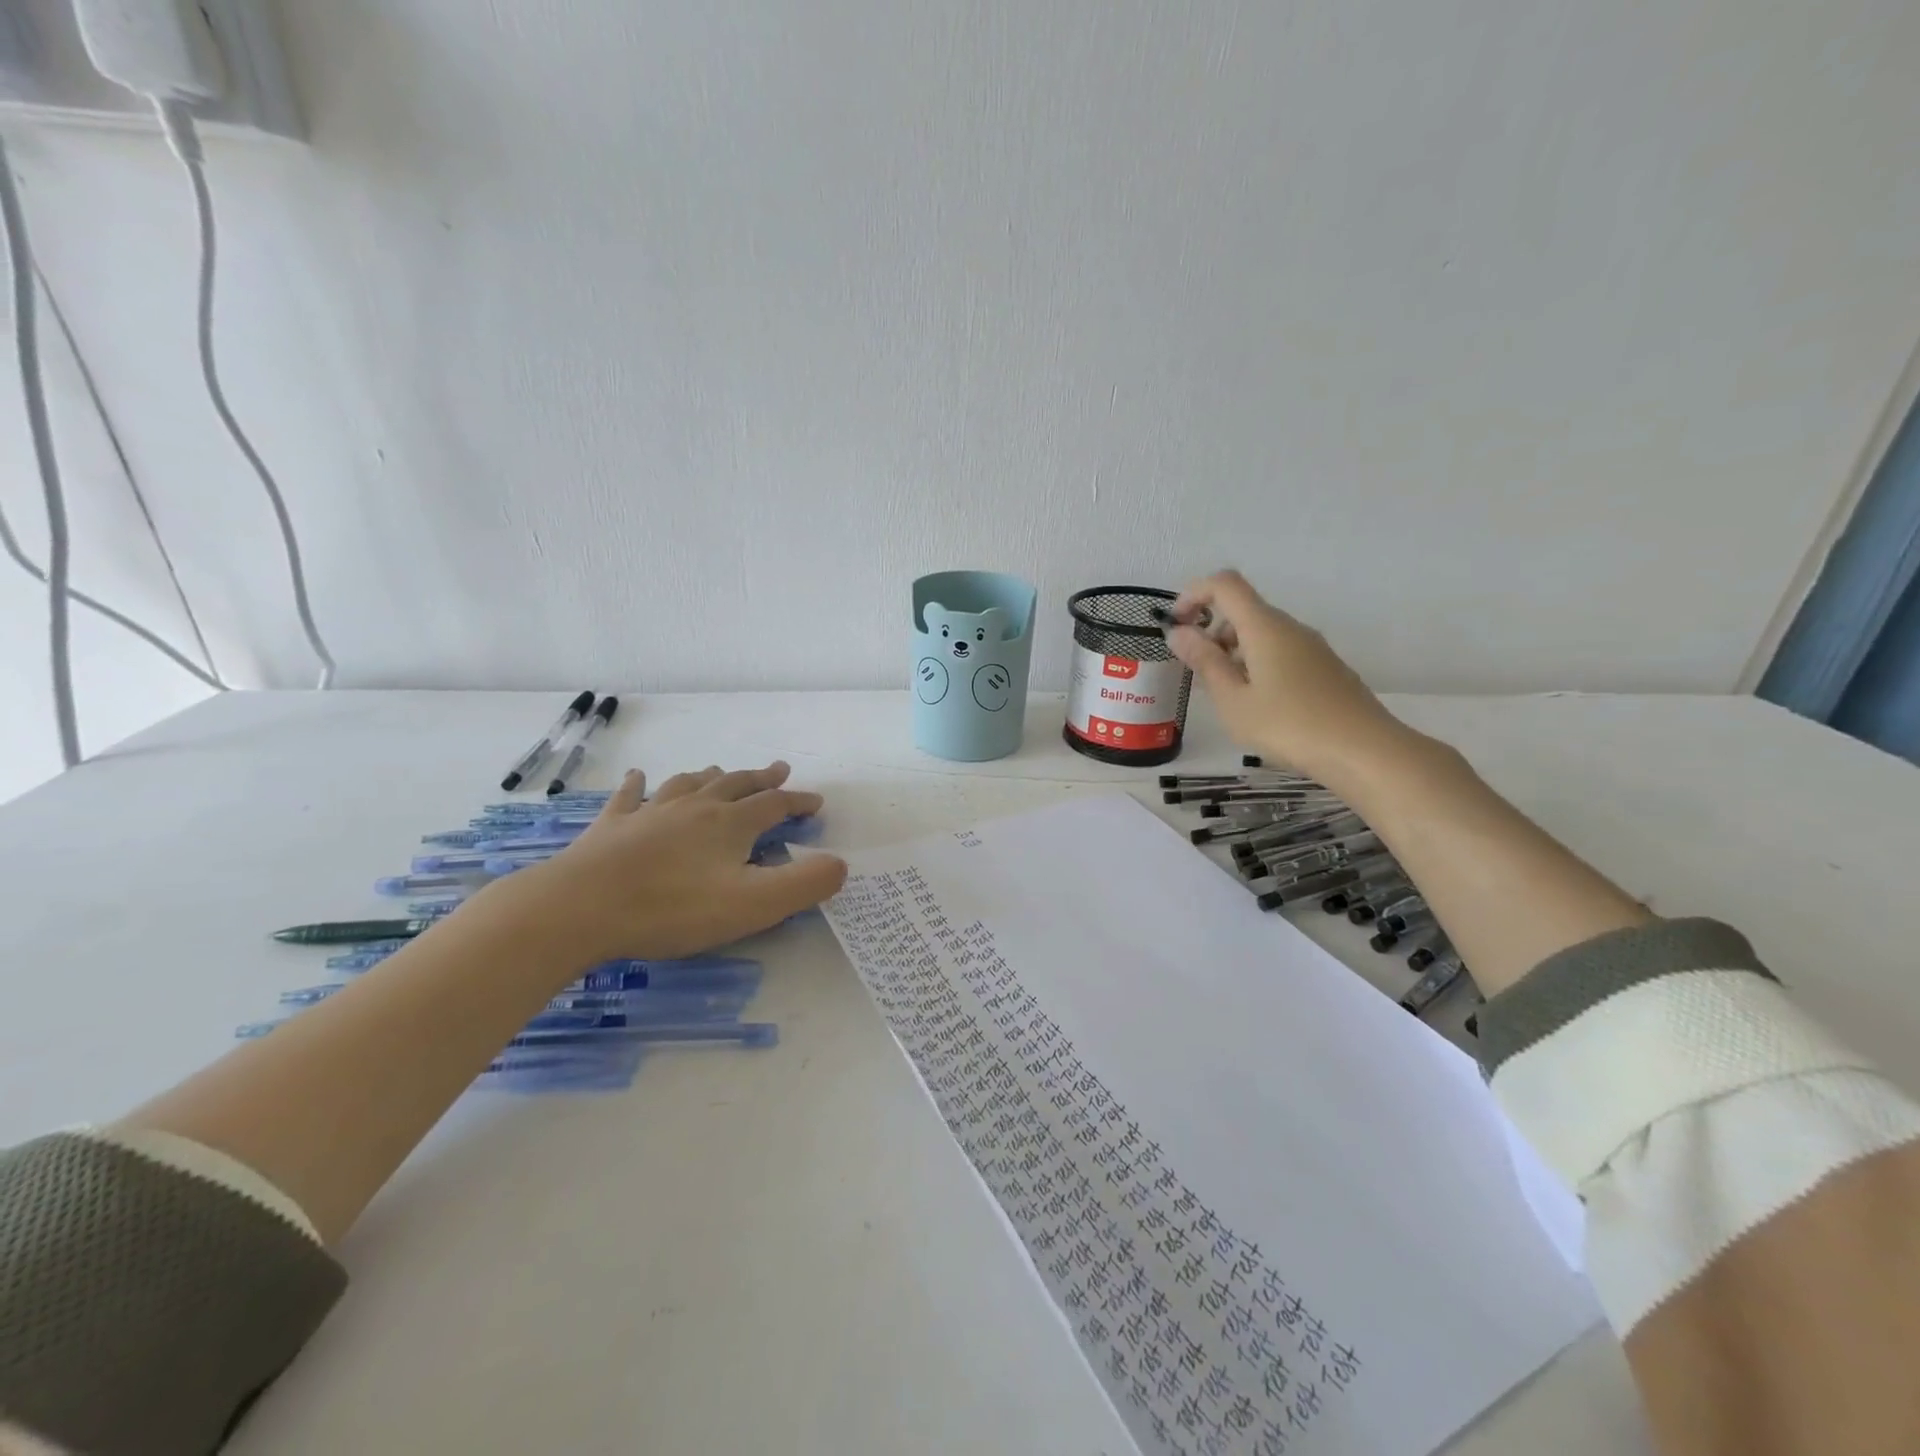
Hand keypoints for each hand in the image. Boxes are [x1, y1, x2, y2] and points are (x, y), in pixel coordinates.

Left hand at [475, 761, 847, 964]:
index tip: (816, 802)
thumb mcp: (754, 904)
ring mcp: (650, 813)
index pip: (775, 805)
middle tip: (779, 769)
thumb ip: (804, 884)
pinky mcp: (612, 827)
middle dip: (762, 778)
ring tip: (721, 771)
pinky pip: (630, 797)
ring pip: (689, 784)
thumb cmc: (673, 908)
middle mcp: (695, 808)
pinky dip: (638, 785)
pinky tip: (638, 777)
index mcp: (730, 825)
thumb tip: (840, 864)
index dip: (798, 802)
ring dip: (711, 776)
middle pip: (736, 785)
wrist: (580, 907)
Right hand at [1165, 569, 1409, 781]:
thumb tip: (1179, 632)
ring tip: (1224, 697)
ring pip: (1261, 634)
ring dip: (1232, 652)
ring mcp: (1312, 647)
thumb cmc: (1289, 726)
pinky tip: (1256, 705)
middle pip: (1243, 610)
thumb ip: (1204, 662)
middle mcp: (1290, 627)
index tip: (1176, 626)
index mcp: (1264, 627)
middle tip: (1197, 674)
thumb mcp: (1233, 700)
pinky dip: (1256, 665)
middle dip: (1211, 632)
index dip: (1194, 594)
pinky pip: (1280, 652)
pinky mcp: (1325, 668)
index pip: (1224, 584)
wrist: (1364, 752)